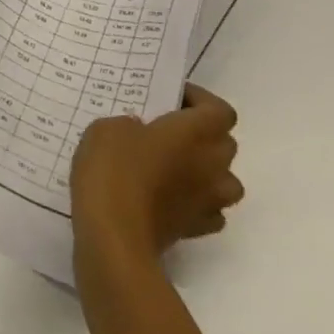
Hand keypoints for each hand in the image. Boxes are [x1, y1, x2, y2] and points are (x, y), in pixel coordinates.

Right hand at [70, 86, 243, 259]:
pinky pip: (209, 210)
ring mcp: (208, 200)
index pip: (220, 110)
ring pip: (225, 179)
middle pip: (225, 142)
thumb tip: (140, 132)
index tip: (171, 98)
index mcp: (194, 132)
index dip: (200, 100)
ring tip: (175, 167)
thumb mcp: (108, 128)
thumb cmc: (113, 170)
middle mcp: (211, 164)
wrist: (114, 235)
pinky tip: (171, 199)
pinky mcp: (196, 229)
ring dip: (207, 170)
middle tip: (167, 130)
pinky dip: (196, 202)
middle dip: (202, 134)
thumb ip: (130, 124)